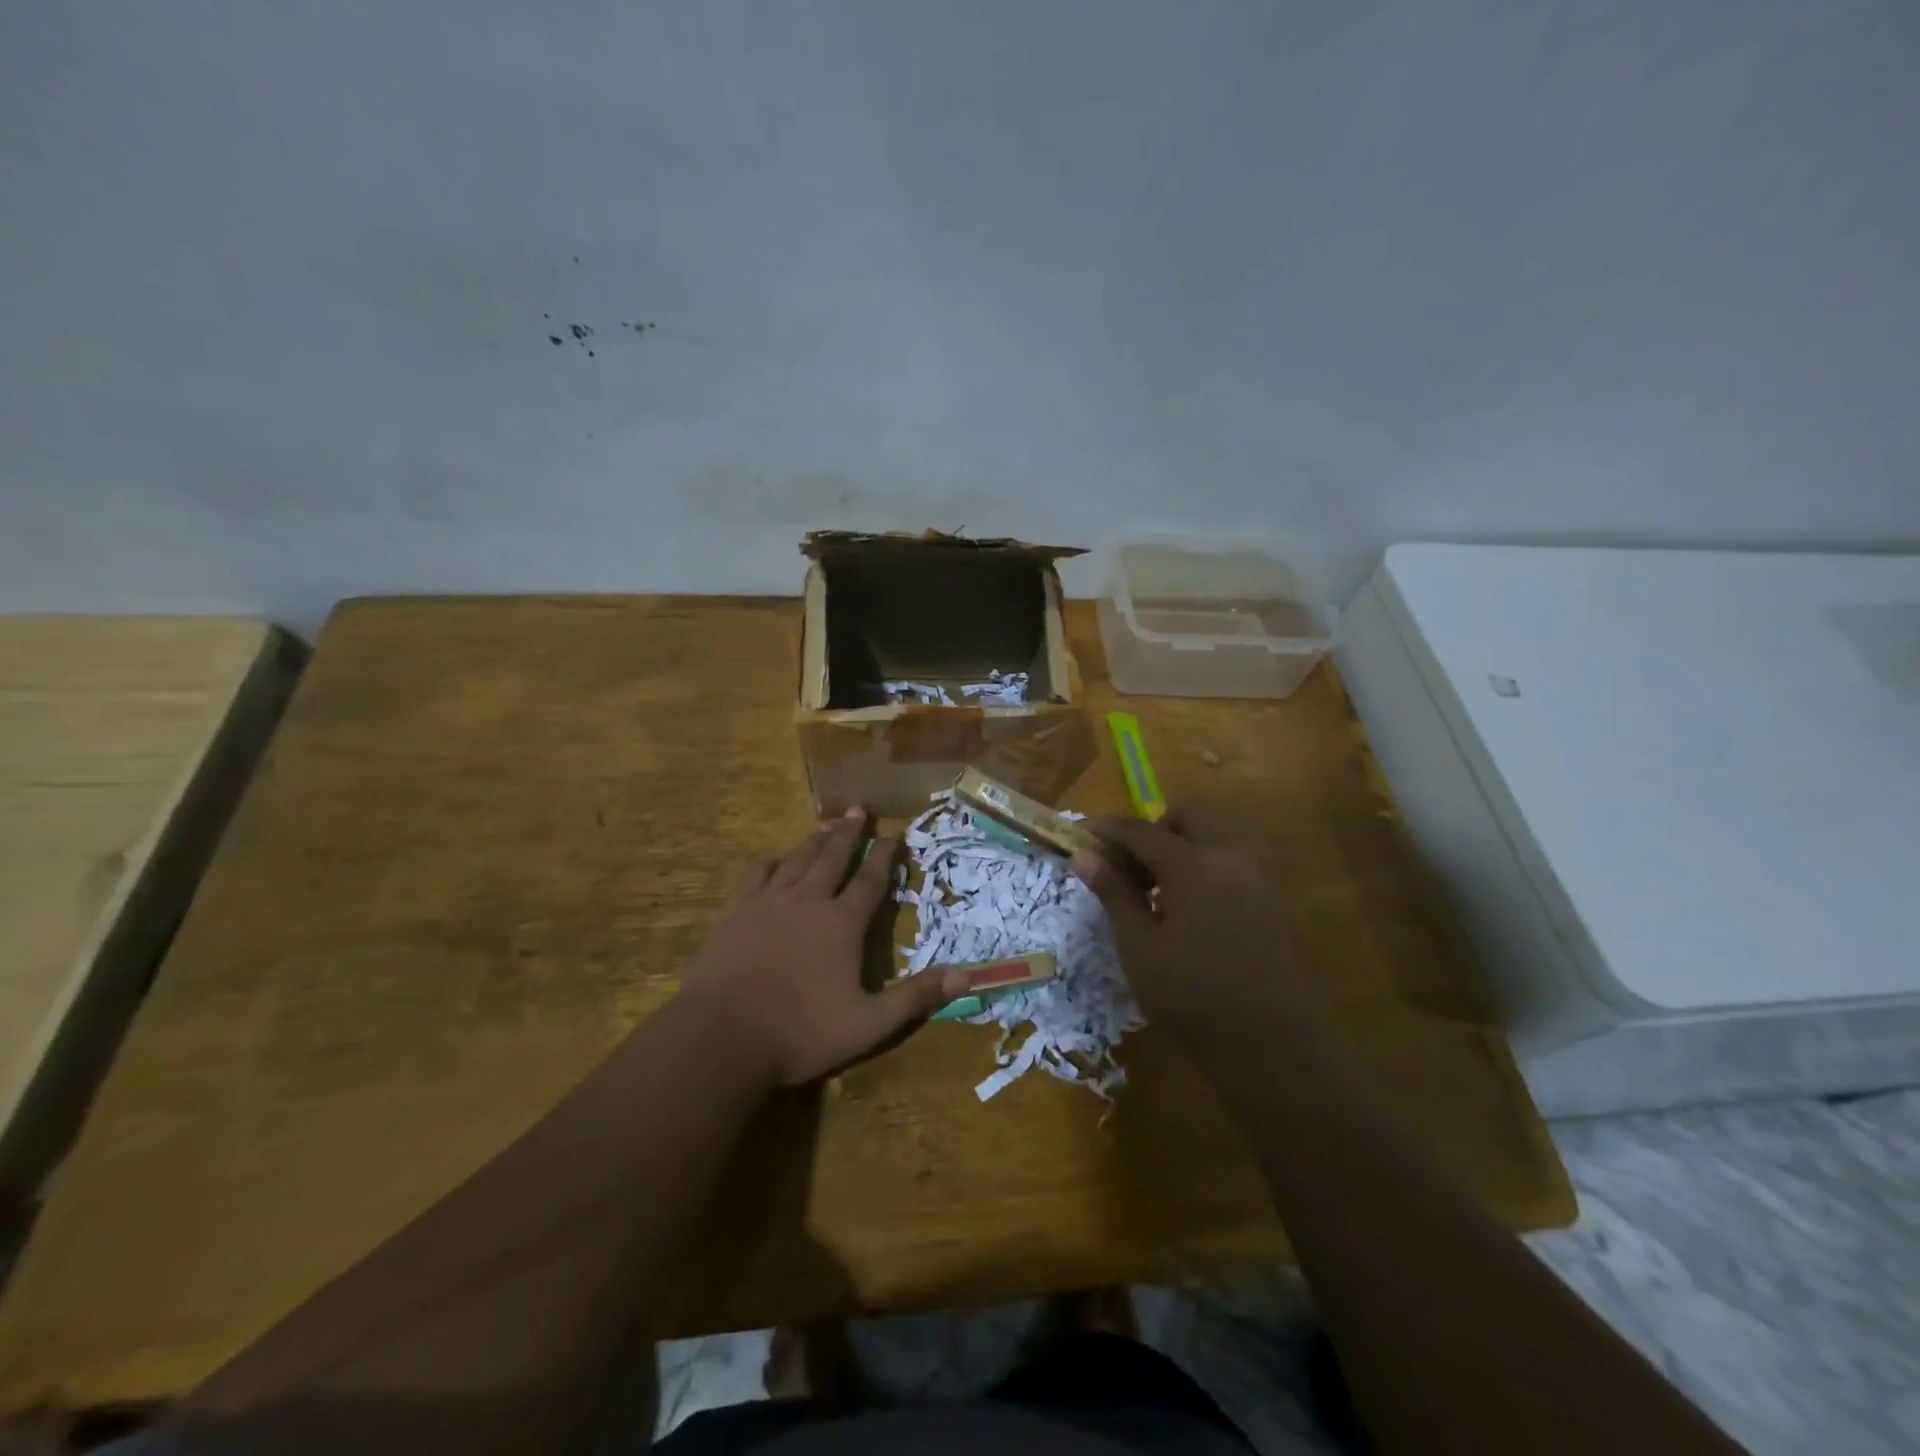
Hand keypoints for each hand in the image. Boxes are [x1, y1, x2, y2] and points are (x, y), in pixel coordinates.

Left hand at [677, 809, 966, 1087]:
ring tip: (826, 824)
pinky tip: (775, 859)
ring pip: (797, 860)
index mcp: (842, 924)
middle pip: (834, 858)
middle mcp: (809, 901)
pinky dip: (771, 861)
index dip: (885, 856)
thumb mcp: (869, 1024)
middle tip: (859, 809)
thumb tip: (965, 975)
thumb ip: (915, 997)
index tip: (895, 833)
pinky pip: (757, 874)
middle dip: (849, 833)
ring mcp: (768, 902)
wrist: (721, 1036)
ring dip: (815, 840)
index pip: (871, 880)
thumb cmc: (800, 1032)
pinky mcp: (735, 911)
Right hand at [1071, 808, 1309, 1045]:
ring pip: (1210, 840)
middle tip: (1126, 868)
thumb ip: (1113, 893)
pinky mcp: (1268, 902)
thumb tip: (1084, 855)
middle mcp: (1229, 859)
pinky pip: (1228, 865)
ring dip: (1177, 850)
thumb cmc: (1190, 995)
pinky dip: (1200, 869)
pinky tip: (1184, 912)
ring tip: (1152, 894)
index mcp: (1193, 865)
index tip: (1080, 833)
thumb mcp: (1139, 946)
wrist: (1268, 1045)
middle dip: (1151, 832)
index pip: (1141, 830)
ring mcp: (1255, 879)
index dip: (1107, 829)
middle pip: (1186, 820)